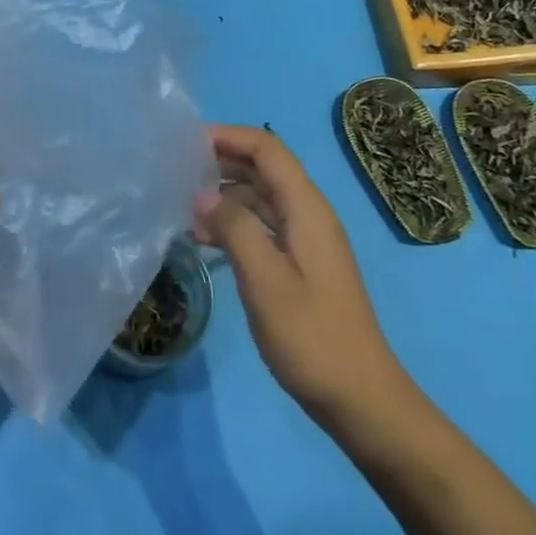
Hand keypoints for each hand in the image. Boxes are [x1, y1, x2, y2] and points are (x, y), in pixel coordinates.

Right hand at [194, 124, 407, 425]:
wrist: (360, 398)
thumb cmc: (312, 337)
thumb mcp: (265, 280)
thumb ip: (234, 229)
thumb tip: (201, 195)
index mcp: (307, 209)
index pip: (268, 149)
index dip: (229, 136)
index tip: (185, 142)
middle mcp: (309, 215)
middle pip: (264, 168)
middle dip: (221, 160)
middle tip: (175, 169)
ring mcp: (306, 240)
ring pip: (261, 196)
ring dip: (224, 193)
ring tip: (182, 205)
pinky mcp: (300, 263)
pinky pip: (263, 224)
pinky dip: (233, 221)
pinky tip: (204, 238)